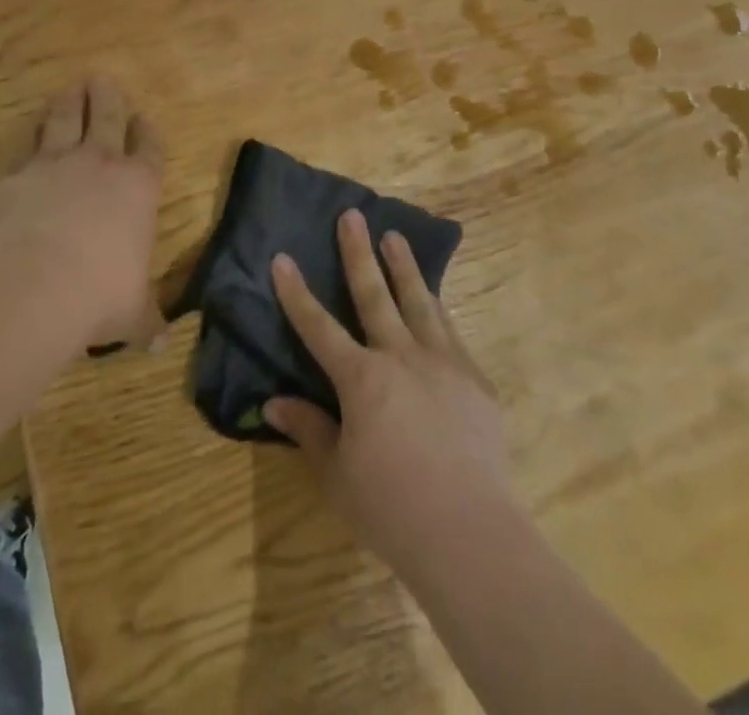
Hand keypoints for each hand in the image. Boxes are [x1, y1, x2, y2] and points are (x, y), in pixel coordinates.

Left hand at [0, 78, 164, 348]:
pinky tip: (25, 137)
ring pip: (63, 120)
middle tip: (102, 80)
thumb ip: (147, 321)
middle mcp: (99, 164)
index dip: (147, 131)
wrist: (37, 284)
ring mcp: (54, 165)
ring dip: (68, 103)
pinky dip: (27, 140)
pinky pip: (24, 150)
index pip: (148, 148)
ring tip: (69, 90)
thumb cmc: (101, 294)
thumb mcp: (133, 314)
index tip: (143, 118)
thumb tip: (161, 344)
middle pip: (106, 117)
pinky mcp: (16, 177)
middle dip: (107, 97)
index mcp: (138, 187)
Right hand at [266, 210, 516, 576]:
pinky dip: (437, 310)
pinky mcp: (475, 381)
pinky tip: (435, 300)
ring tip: (394, 237)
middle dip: (358, 253)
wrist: (471, 533)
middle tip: (352, 215)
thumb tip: (273, 402)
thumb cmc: (392, 507)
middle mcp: (400, 357)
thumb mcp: (337, 475)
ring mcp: (443, 364)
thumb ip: (309, 430)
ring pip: (419, 302)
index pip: (318, 326)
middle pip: (374, 294)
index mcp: (361, 378)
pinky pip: (451, 333)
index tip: (282, 257)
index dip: (296, 292)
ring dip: (403, 267)